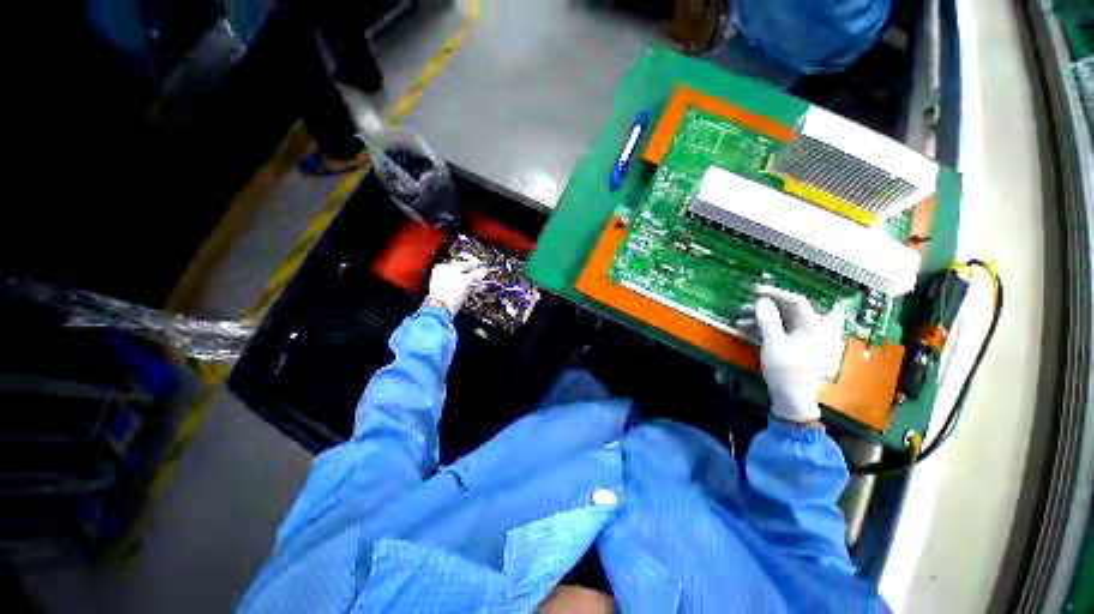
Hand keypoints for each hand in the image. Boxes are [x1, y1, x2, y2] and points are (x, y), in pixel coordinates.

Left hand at [426, 259, 488, 315]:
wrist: (442, 308)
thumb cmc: (448, 291)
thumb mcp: (465, 280)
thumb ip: (476, 275)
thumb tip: (483, 271)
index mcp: (444, 268)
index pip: (462, 264)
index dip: (473, 265)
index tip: (482, 265)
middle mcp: (443, 276)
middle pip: (463, 273)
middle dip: (474, 274)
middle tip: (484, 274)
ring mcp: (446, 286)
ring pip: (464, 282)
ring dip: (474, 282)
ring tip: (483, 282)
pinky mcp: (450, 295)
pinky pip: (463, 289)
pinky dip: (471, 289)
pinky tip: (478, 289)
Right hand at [737, 286, 824, 423]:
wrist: (792, 401)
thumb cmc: (786, 372)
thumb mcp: (774, 345)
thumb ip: (768, 321)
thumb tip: (761, 301)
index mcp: (812, 327)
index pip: (796, 301)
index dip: (775, 293)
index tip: (754, 291)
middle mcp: (809, 330)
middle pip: (787, 310)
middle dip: (763, 308)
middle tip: (742, 307)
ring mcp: (801, 339)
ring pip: (779, 321)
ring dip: (758, 319)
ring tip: (738, 321)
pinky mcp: (792, 347)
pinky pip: (776, 331)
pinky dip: (761, 329)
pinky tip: (744, 331)